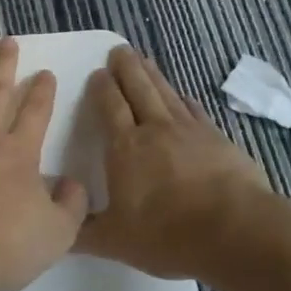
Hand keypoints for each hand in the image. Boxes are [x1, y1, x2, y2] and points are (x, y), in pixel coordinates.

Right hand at [76, 46, 270, 278]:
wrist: (234, 230)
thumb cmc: (166, 234)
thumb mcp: (114, 241)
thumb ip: (82, 233)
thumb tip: (56, 230)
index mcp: (125, 148)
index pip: (110, 107)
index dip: (103, 88)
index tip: (98, 73)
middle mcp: (155, 130)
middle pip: (138, 89)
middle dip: (127, 68)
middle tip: (120, 50)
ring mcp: (190, 131)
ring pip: (167, 93)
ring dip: (154, 75)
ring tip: (145, 59)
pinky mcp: (218, 139)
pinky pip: (196, 111)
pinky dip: (185, 100)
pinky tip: (184, 96)